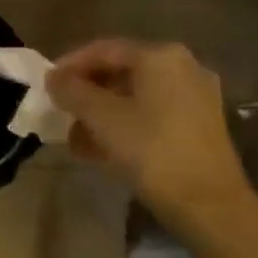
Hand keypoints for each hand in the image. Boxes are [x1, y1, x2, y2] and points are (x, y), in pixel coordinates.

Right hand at [45, 40, 257, 237]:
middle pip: (121, 72)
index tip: (46, 85)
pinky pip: (153, 114)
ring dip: (103, 114)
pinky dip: (126, 126)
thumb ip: (72, 91)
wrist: (211, 208)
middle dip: (87, 94)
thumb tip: (53, 78)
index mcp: (160, 56)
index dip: (70, 65)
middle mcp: (182, 67)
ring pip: (136, 97)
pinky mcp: (201, 126)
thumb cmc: (152, 151)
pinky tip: (103, 151)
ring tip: (77, 140)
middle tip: (61, 113)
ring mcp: (196, 97)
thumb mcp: (102, 118)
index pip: (103, 50)